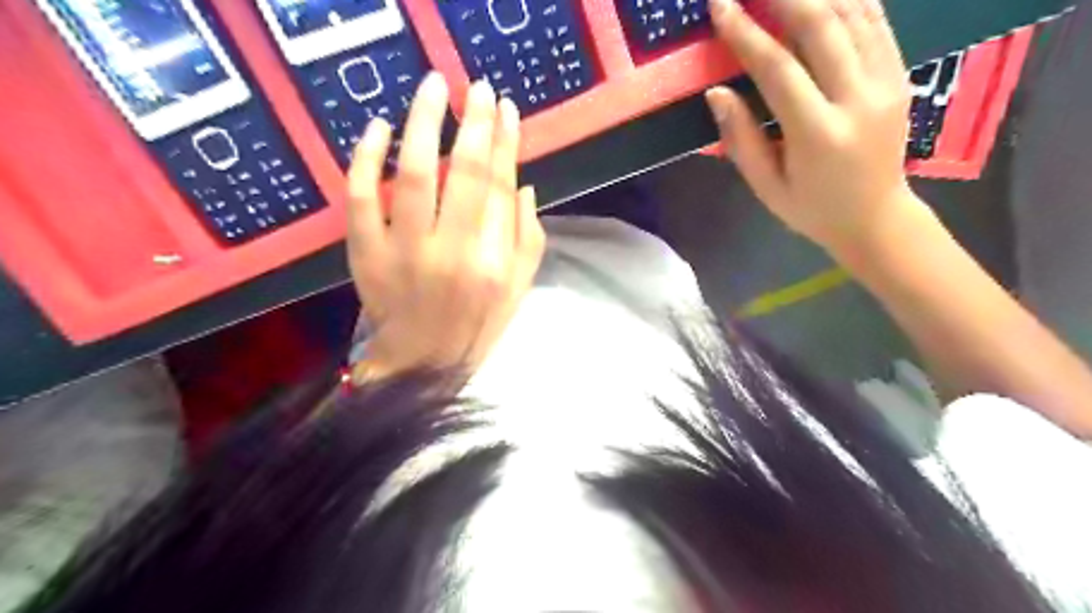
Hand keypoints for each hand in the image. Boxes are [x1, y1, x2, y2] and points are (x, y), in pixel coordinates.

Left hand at [346, 71, 545, 377]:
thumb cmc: (476, 326)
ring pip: (414, 174)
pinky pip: (360, 198)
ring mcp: (404, 251)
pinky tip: (378, 127)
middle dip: (473, 122)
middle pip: (464, 172)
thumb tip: (523, 184)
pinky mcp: (366, 254)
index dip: (505, 142)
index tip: (505, 107)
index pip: (501, 186)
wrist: (422, 364)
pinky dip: (366, 158)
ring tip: (432, 87)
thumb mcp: (518, 288)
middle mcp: (453, 252)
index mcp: (494, 261)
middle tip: (475, 86)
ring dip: (423, 123)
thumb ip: (527, 236)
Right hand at [704, 0, 923, 254]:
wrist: (876, 218)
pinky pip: (876, 22)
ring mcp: (887, 83)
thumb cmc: (812, 209)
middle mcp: (858, 99)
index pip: (778, 69)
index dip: (745, 33)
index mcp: (818, 134)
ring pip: (854, 13)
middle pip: (822, 26)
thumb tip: (716, 93)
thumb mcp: (766, 187)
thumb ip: (741, 139)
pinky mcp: (901, 75)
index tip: (720, 5)